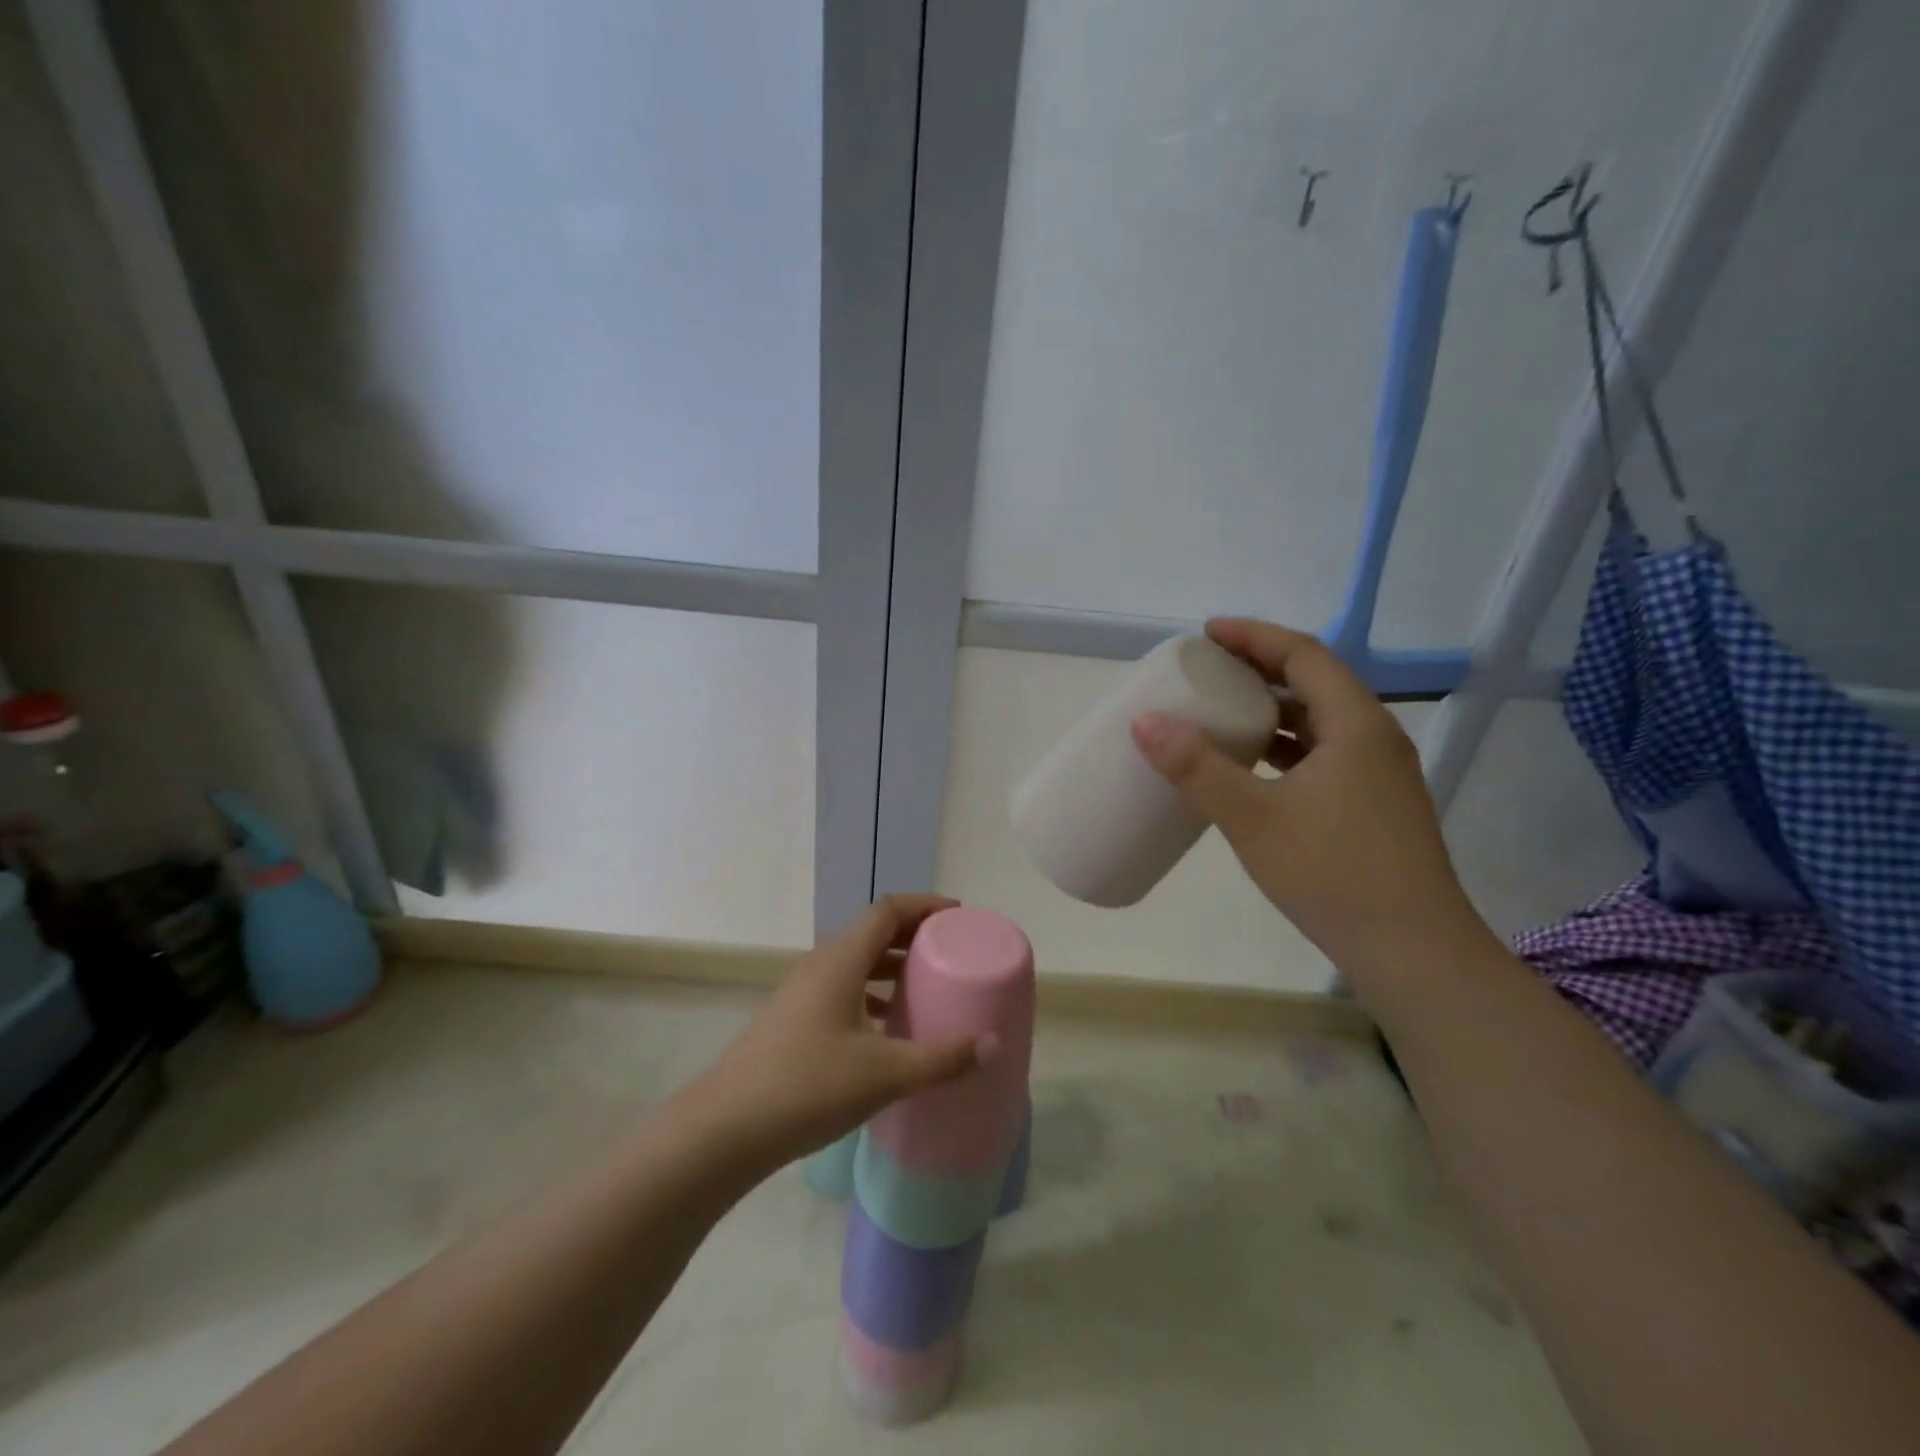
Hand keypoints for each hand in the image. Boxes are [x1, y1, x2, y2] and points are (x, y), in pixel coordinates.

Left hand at [678, 895, 993, 1173]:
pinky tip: (886, 1026)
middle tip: (950, 951)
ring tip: (925, 985)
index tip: (958, 916)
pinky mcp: (792, 1018)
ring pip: (855, 961)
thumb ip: (942, 1059)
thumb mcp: (884, 1074)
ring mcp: (801, 991)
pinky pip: (841, 987)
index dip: (925, 905)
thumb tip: (993, 1045)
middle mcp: (820, 965)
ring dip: (891, 965)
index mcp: (841, 960)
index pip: (888, 910)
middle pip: (872, 931)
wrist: (724, 1130)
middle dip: (913, 934)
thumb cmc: (807, 1087)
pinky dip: (871, 992)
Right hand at [1131, 618, 1489, 974]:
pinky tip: (1254, 769)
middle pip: (1314, 682)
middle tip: (1208, 670)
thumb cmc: (1333, 874)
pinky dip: (1285, 747)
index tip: (1207, 633)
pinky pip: (1324, 754)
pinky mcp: (1375, 806)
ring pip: (1321, 721)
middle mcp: (1375, 738)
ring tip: (1224, 712)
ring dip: (1273, 709)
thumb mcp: (1253, 818)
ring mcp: (1380, 775)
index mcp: (1355, 724)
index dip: (1253, 636)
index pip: (1303, 654)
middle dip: (1259, 668)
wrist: (1413, 952)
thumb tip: (1145, 722)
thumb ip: (1197, 768)